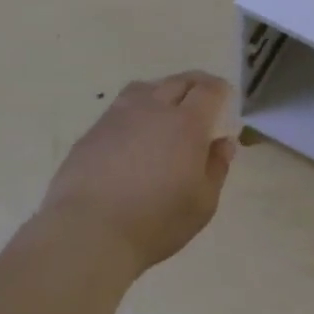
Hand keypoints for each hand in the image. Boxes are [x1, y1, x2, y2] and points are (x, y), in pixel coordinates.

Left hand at [39, 72, 237, 273]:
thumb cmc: (156, 221)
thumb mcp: (202, 202)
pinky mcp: (92, 132)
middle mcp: (152, 109)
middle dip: (194, 85)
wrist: (88, 232)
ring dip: (162, 91)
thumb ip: (216, 167)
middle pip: (177, 82)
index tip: (225, 96)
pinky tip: (134, 133)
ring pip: (145, 88)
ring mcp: (118, 117)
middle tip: (202, 96)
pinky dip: (135, 110)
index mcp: (186, 124)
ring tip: (166, 107)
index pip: (208, 90)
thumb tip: (223, 142)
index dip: (220, 90)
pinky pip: (120, 108)